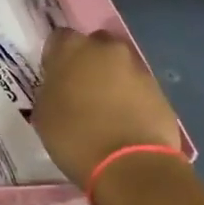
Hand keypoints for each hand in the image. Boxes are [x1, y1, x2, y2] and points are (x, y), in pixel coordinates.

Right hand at [30, 28, 184, 188]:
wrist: (131, 167)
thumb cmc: (76, 137)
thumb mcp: (44, 113)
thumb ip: (50, 89)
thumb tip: (60, 86)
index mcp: (72, 48)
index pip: (58, 38)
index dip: (55, 57)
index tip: (53, 77)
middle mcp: (107, 49)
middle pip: (94, 45)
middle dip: (87, 62)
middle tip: (79, 90)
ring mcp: (137, 68)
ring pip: (118, 66)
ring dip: (110, 80)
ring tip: (104, 110)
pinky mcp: (159, 91)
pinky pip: (137, 87)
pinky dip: (130, 98)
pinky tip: (123, 122)